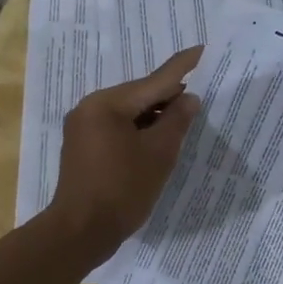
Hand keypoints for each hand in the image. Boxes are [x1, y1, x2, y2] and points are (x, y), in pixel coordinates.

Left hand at [47, 45, 202, 253]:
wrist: (80, 233)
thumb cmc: (122, 190)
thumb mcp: (158, 154)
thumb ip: (177, 121)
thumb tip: (189, 98)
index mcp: (107, 104)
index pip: (154, 81)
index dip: (182, 68)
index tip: (202, 50)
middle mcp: (90, 108)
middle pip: (140, 95)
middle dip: (170, 97)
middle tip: (201, 97)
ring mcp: (83, 128)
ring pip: (129, 112)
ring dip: (156, 116)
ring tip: (185, 121)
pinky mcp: (83, 147)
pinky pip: (118, 128)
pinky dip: (140, 130)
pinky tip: (159, 139)